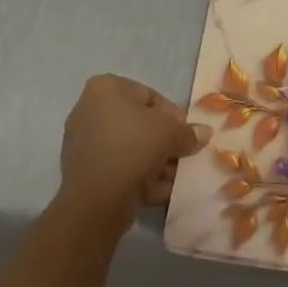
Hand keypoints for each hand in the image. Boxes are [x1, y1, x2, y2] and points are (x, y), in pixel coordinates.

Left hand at [58, 74, 207, 225]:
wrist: (95, 199)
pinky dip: (138, 177)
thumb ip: (188, 131)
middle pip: (139, 124)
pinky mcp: (82, 171)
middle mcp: (89, 109)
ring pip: (130, 148)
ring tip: (173, 179)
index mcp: (106, 88)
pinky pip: (118, 167)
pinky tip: (159, 192)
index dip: (173, 116)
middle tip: (182, 157)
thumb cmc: (133, 147)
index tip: (187, 135)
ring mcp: (83, 141)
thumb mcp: (170, 133)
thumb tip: (204, 132)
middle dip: (163, 143)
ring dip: (155, 163)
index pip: (150, 96)